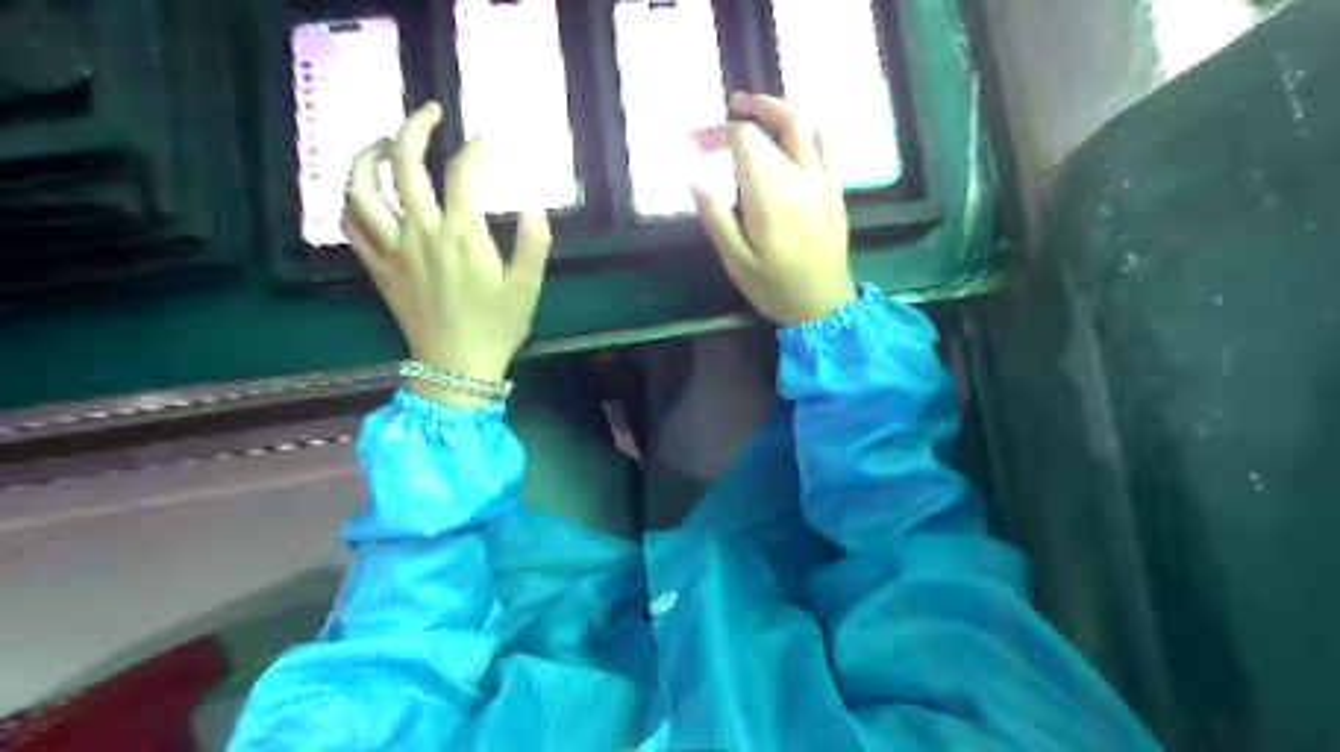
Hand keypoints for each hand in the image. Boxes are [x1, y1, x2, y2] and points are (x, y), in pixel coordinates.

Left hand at [347, 104, 557, 407]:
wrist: (456, 368)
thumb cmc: (496, 327)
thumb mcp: (528, 287)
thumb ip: (535, 242)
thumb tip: (536, 202)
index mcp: (462, 235)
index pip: (463, 174)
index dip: (476, 149)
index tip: (488, 141)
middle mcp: (422, 233)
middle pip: (405, 165)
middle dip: (414, 128)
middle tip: (429, 113)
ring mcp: (393, 250)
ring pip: (362, 190)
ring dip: (367, 157)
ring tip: (384, 145)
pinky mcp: (379, 268)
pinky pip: (352, 227)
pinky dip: (352, 202)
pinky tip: (365, 194)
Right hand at [695, 90, 851, 324]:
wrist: (824, 305)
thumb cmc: (775, 287)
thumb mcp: (736, 262)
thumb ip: (715, 217)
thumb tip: (695, 175)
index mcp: (768, 197)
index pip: (743, 140)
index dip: (716, 132)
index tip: (695, 142)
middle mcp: (797, 178)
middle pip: (766, 129)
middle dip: (734, 123)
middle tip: (710, 136)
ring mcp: (821, 179)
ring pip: (800, 123)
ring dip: (773, 107)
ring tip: (749, 107)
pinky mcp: (835, 186)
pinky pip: (825, 140)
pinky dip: (804, 125)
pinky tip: (789, 129)